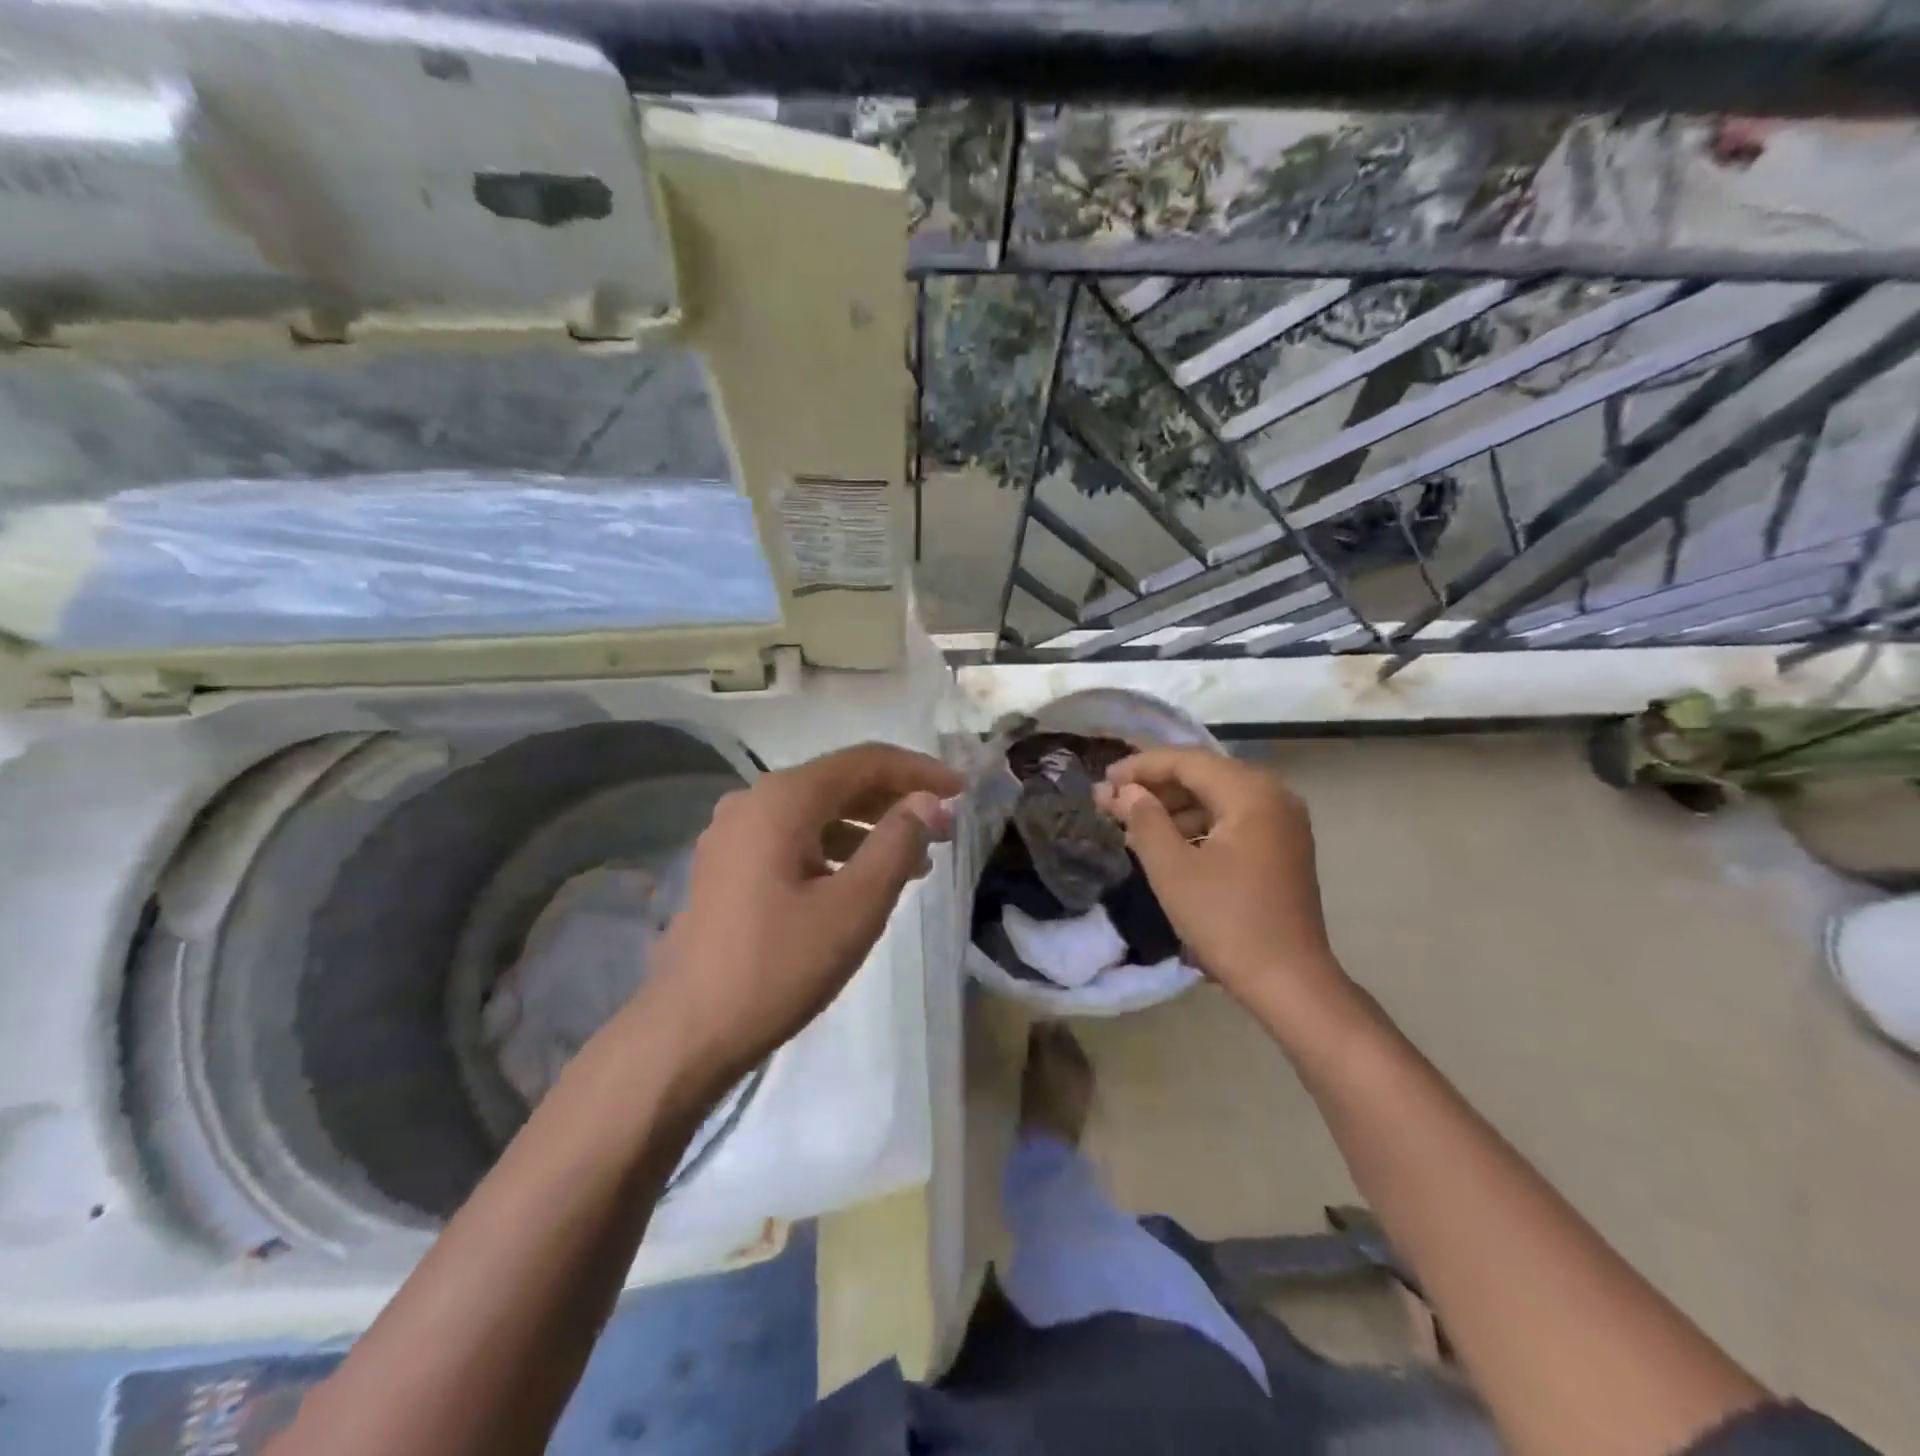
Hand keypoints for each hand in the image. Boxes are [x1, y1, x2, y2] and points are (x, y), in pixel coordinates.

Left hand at [636, 743, 960, 1085]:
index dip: (919, 771)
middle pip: (838, 781)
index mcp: (783, 799)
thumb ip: (898, 844)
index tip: (962, 790)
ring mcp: (734, 833)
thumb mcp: (854, 906)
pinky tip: (860, 877)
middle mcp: (753, 801)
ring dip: (868, 826)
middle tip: (943, 826)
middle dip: (895, 799)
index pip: (865, 761)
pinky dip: (835, 847)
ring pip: (816, 811)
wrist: (688, 1032)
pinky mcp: (728, 865)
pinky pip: (794, 837)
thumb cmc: (778, 966)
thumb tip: (930, 803)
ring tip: (915, 859)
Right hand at [1099, 748, 1343, 1010]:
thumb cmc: (1227, 921)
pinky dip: (1196, 824)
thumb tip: (1124, 791)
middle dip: (1154, 786)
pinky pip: (1232, 819)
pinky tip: (1165, 841)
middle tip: (1111, 800)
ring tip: (1131, 822)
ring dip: (1173, 806)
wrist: (1289, 982)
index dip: (1140, 767)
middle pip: (1203, 775)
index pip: (1187, 762)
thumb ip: (1144, 820)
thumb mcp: (1172, 869)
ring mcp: (1282, 822)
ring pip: (1217, 797)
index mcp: (1251, 793)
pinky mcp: (1282, 847)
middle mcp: (1274, 796)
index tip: (1103, 781)